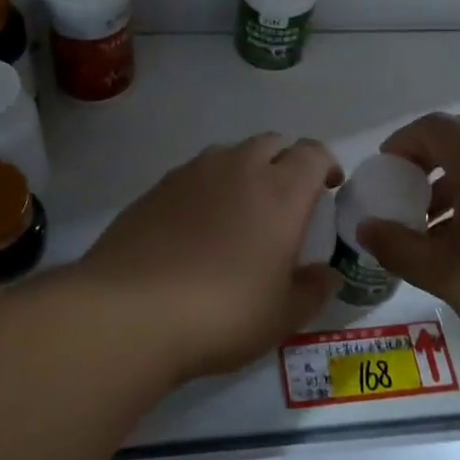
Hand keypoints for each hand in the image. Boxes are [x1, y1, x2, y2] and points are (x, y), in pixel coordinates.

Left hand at [73, 135, 344, 382]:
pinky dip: (207, 188)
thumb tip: (327, 274)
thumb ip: (313, 290)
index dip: (326, 165)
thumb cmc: (222, 313)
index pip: (314, 153)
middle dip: (286, 162)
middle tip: (286, 203)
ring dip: (245, 171)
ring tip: (240, 212)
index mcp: (280, 191)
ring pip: (230, 154)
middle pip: (272, 143)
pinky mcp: (156, 188)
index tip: (328, 190)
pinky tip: (196, 227)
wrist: (130, 311)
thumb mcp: (282, 316)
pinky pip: (194, 174)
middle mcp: (239, 168)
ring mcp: (192, 173)